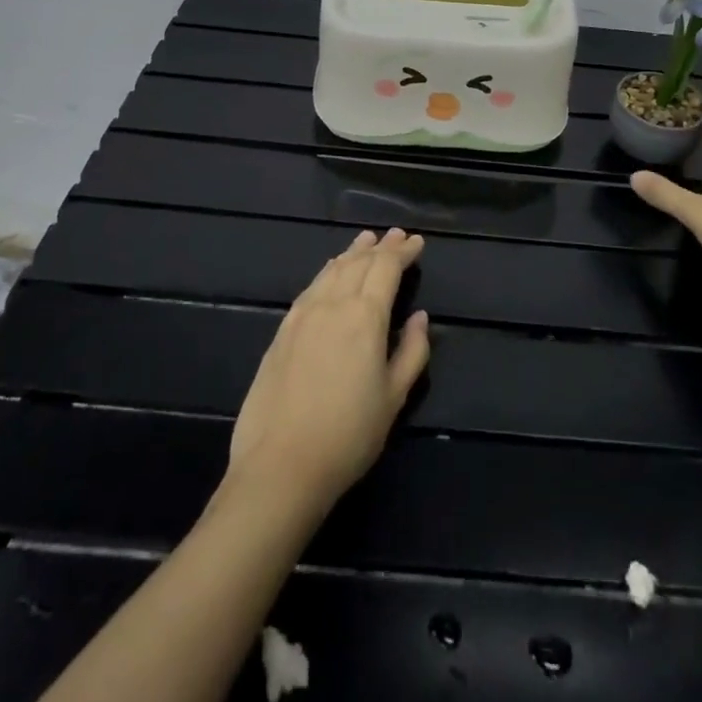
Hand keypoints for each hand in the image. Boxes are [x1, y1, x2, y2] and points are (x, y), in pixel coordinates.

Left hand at [227, 228, 430, 508]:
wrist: (280, 466)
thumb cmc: (348, 435)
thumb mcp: (394, 398)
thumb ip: (413, 352)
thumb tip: (420, 317)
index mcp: (365, 316)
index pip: (387, 268)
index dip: (403, 252)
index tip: (417, 242)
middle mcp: (333, 304)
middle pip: (359, 262)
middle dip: (381, 246)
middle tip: (396, 235)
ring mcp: (302, 315)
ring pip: (332, 270)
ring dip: (352, 252)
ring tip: (365, 241)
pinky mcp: (282, 331)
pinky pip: (311, 287)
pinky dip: (328, 271)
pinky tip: (331, 272)